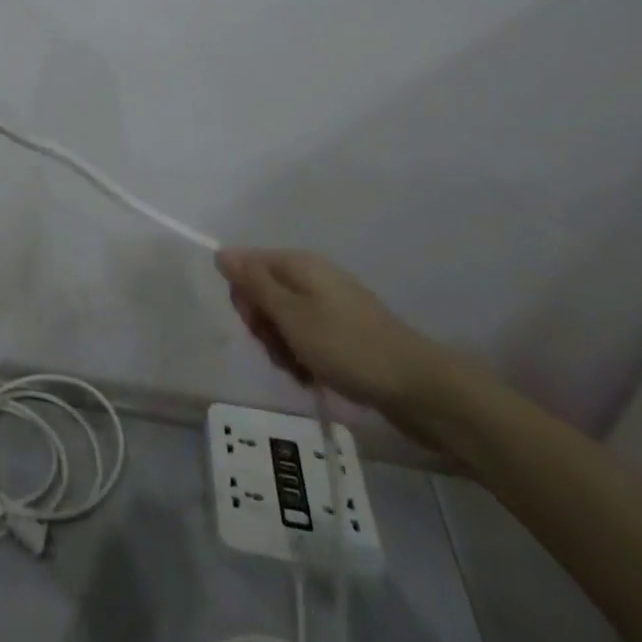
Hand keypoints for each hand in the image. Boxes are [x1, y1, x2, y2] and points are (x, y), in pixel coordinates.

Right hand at [217, 249, 448, 428]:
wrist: (418, 388)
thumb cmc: (347, 347)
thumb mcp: (291, 315)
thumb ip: (254, 283)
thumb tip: (222, 252)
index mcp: (299, 265)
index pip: (248, 265)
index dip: (244, 296)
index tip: (257, 325)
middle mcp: (313, 278)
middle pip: (265, 293)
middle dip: (264, 326)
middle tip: (280, 350)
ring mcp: (331, 306)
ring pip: (284, 320)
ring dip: (282, 347)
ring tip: (300, 371)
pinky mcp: (344, 333)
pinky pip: (307, 338)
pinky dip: (303, 357)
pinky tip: (313, 377)